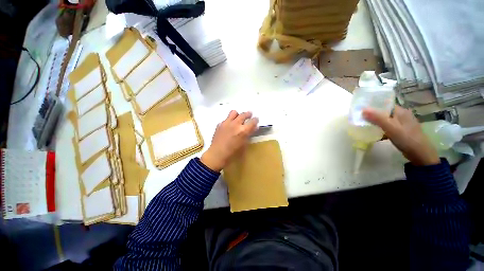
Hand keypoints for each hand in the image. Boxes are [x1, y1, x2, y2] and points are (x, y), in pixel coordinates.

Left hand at [200, 111, 258, 170]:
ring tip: (238, 117)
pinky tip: (229, 126)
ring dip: (238, 114)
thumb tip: (253, 128)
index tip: (256, 119)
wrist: (217, 154)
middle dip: (248, 114)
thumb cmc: (233, 152)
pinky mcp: (220, 124)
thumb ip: (249, 134)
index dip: (255, 119)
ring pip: (234, 112)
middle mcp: (236, 124)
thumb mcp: (244, 144)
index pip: (253, 121)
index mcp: (243, 130)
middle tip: (249, 115)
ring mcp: (227, 123)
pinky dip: (229, 121)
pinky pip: (226, 119)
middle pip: (244, 114)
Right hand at [362, 105, 439, 165]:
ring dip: (375, 123)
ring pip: (385, 120)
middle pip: (384, 112)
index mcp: (401, 111)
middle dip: (372, 115)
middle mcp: (402, 115)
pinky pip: (388, 127)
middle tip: (360, 118)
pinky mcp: (401, 131)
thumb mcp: (390, 127)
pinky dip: (380, 129)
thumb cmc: (406, 138)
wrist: (420, 154)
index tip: (360, 109)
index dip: (373, 106)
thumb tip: (363, 109)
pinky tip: (374, 134)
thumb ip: (377, 118)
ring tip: (364, 126)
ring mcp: (402, 124)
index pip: (384, 104)